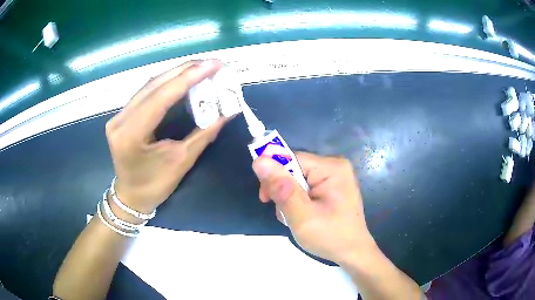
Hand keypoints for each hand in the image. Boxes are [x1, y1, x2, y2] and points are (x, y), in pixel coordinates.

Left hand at [105, 59, 228, 213]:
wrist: (131, 196)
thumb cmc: (155, 186)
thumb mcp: (181, 161)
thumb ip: (203, 133)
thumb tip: (227, 111)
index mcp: (130, 134)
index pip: (161, 96)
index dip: (188, 78)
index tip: (213, 65)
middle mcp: (120, 119)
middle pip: (154, 85)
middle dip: (185, 70)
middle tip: (211, 63)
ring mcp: (119, 115)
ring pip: (149, 85)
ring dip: (177, 74)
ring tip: (201, 68)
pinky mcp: (122, 115)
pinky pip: (146, 92)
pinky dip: (167, 83)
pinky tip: (183, 79)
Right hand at [253, 152, 375, 263]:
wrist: (352, 253)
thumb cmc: (330, 237)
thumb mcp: (302, 216)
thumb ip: (281, 189)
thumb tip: (259, 161)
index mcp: (331, 167)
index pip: (291, 159)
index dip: (274, 176)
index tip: (266, 198)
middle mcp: (334, 166)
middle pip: (294, 169)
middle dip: (283, 191)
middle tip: (284, 214)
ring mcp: (335, 177)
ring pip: (297, 180)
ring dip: (289, 199)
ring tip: (295, 218)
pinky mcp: (332, 187)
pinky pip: (305, 187)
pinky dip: (298, 201)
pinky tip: (302, 216)